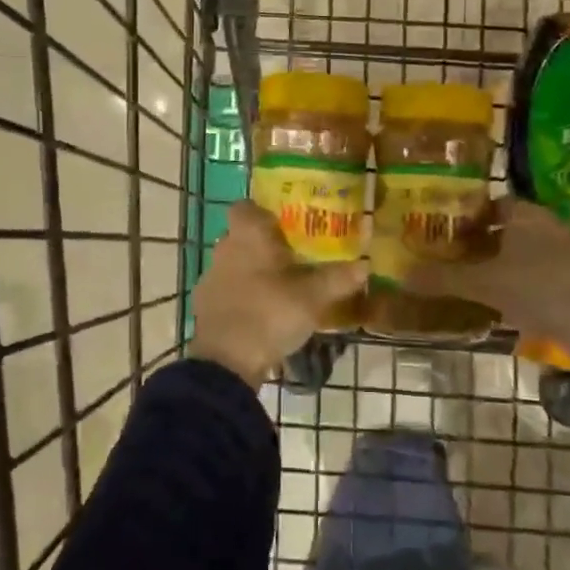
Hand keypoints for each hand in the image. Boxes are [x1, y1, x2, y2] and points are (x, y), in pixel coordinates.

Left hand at [189, 201, 367, 387]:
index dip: (263, 212)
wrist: (225, 362)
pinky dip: (243, 297)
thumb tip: (365, 264)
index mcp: (247, 235)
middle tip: (294, 257)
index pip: (245, 207)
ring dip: (253, 272)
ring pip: (235, 264)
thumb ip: (338, 278)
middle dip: (265, 245)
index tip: (285, 225)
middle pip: (243, 236)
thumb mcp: (312, 297)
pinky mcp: (205, 306)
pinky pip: (228, 291)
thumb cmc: (269, 313)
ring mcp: (211, 278)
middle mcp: (224, 249)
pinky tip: (263, 313)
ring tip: (282, 288)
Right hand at [403, 199, 569, 366]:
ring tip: (454, 283)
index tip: (434, 229)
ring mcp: (556, 258)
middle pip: (497, 232)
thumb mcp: (486, 282)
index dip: (460, 215)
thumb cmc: (543, 286)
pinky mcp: (566, 286)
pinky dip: (506, 291)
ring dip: (488, 269)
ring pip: (512, 258)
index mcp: (523, 213)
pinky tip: (485, 308)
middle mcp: (540, 228)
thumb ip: (445, 278)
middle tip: (436, 257)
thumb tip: (401, 274)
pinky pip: (526, 282)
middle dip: (470, 245)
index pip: (485, 204)